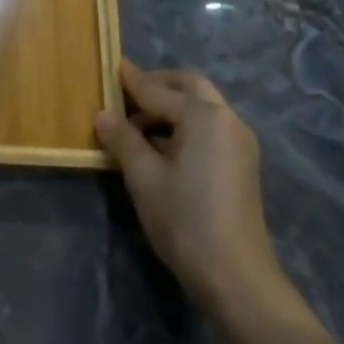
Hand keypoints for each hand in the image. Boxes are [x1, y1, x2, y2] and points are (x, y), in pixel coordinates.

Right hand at [94, 59, 287, 320]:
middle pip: (189, 87)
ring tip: (136, 124)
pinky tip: (160, 145)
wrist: (235, 276)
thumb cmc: (184, 219)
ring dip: (171, 106)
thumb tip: (103, 114)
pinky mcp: (241, 163)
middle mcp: (227, 120)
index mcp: (204, 116)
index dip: (131, 81)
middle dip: (158, 85)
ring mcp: (239, 142)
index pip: (157, 91)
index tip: (111, 66)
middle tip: (126, 93)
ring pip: (202, 106)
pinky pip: (209, 127)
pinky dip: (184, 124)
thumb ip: (122, 139)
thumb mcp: (143, 177)